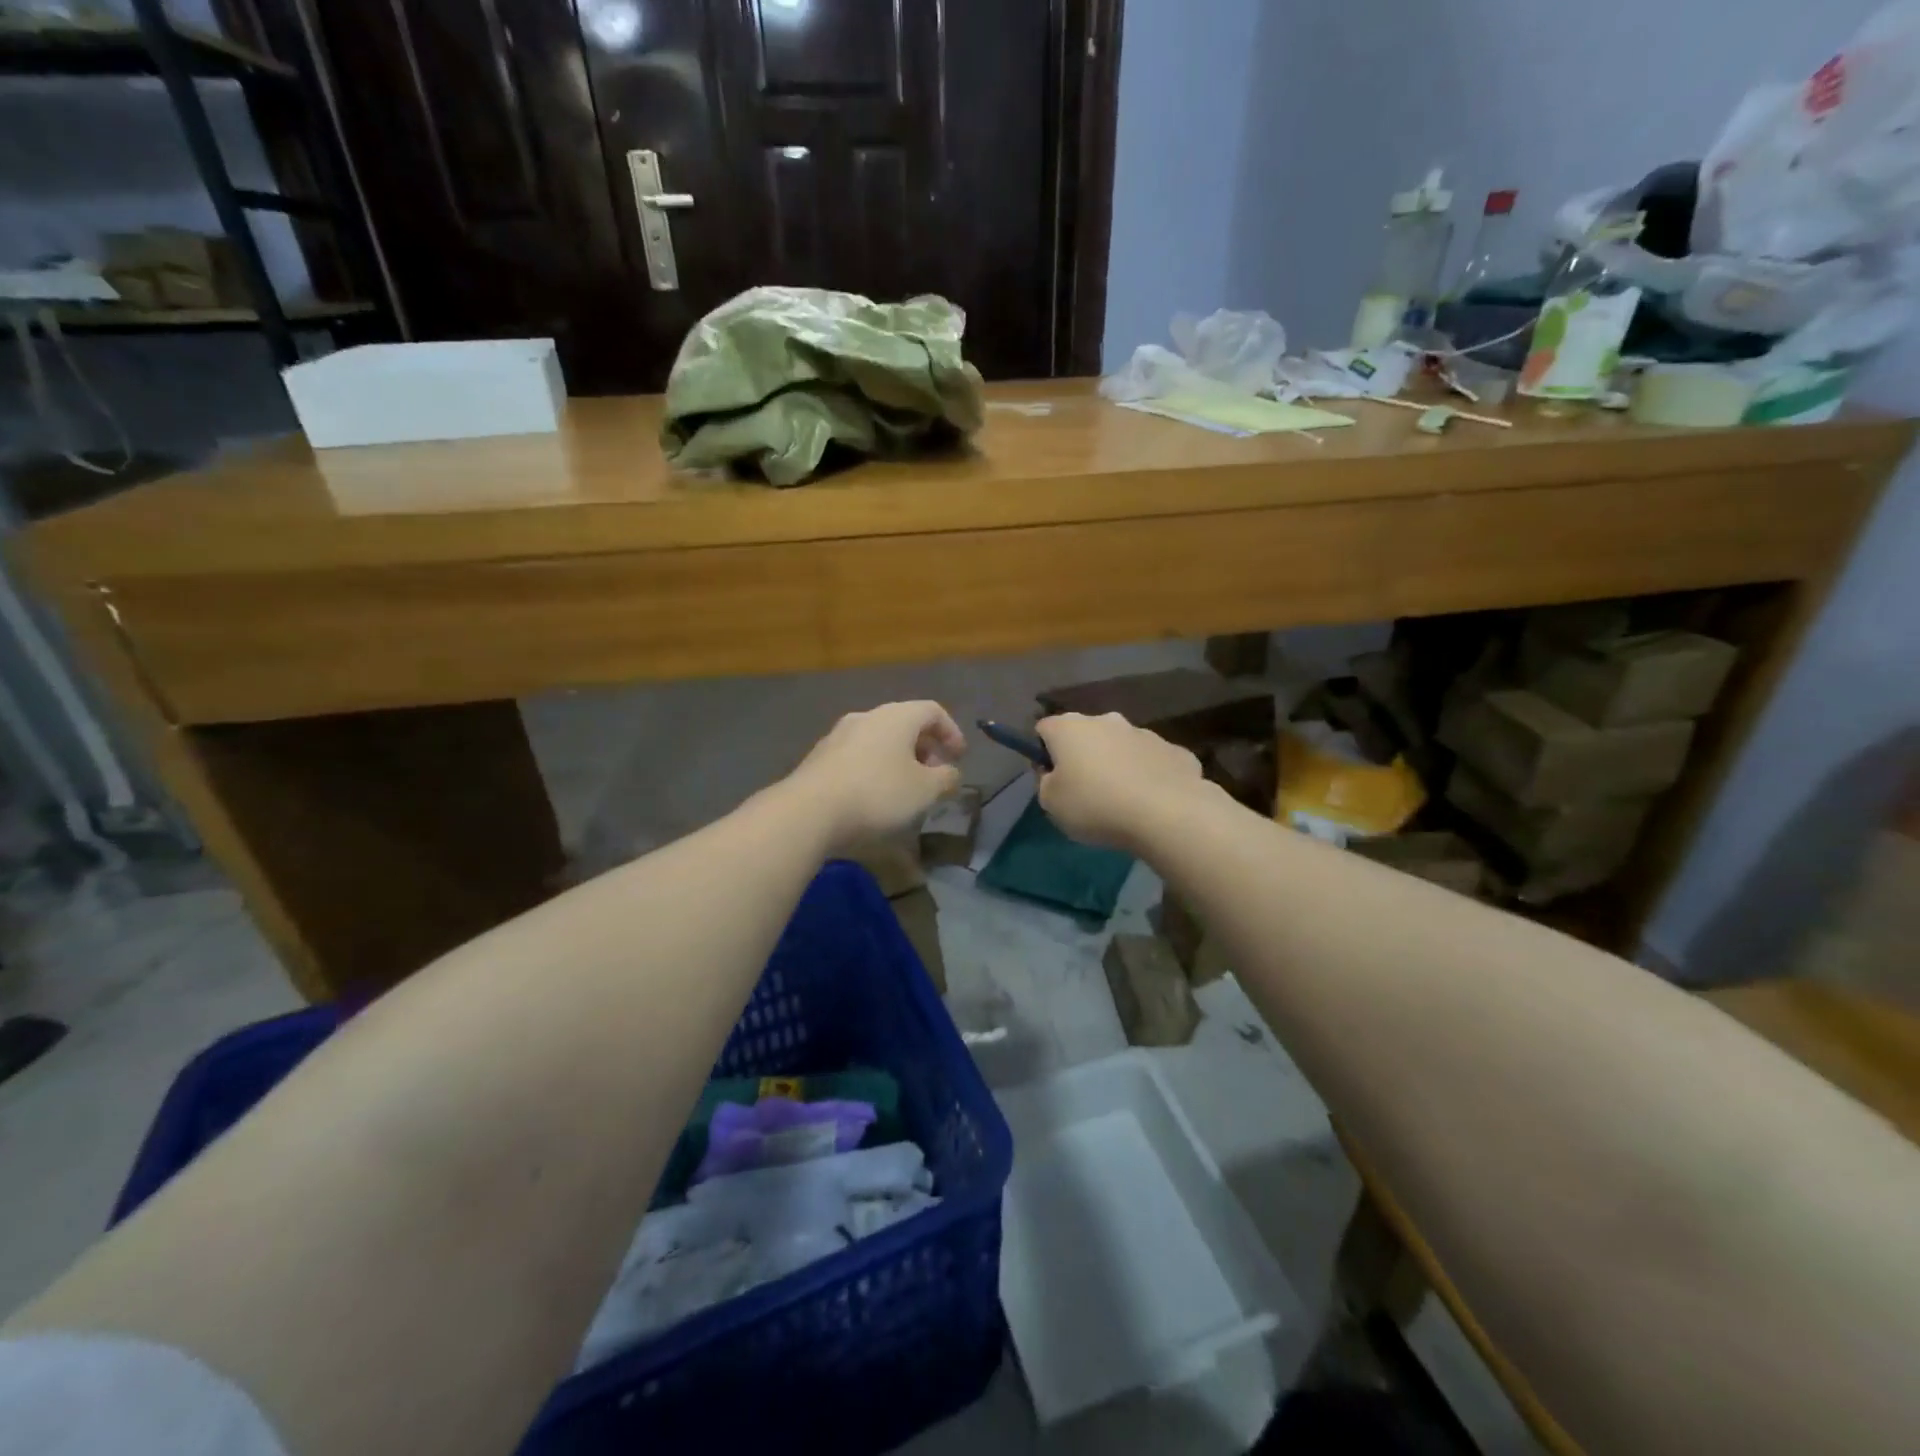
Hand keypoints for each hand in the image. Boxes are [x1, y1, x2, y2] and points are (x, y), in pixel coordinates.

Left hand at [789, 701, 966, 854]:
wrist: (809, 811)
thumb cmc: (878, 794)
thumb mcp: (925, 791)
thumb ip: (945, 778)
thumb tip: (950, 772)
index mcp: (897, 716)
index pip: (932, 711)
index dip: (951, 731)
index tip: (958, 757)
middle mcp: (867, 716)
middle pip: (904, 723)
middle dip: (924, 747)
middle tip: (934, 774)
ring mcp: (839, 735)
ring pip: (879, 739)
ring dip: (898, 759)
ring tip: (905, 788)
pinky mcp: (820, 757)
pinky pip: (858, 755)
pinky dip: (874, 768)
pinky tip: (874, 796)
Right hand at [1035, 712, 1205, 850]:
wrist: (1167, 813)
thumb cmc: (1096, 806)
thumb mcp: (1051, 804)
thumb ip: (1046, 783)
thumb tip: (1054, 774)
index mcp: (1069, 728)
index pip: (1045, 729)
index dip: (1043, 752)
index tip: (1050, 778)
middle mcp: (1106, 720)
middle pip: (1085, 734)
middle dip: (1083, 756)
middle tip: (1085, 791)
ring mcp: (1144, 732)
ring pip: (1121, 746)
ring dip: (1117, 765)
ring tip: (1121, 801)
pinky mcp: (1175, 750)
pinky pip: (1152, 762)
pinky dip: (1148, 776)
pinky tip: (1151, 802)